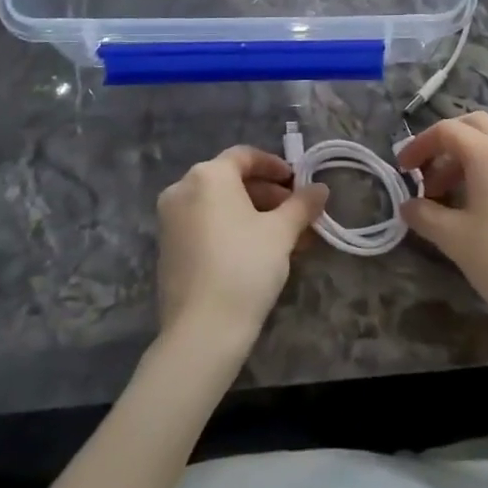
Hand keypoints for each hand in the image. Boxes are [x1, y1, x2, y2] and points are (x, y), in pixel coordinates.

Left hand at [156, 146, 328, 350]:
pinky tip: (259, 253)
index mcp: (208, 175)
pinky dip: (232, 230)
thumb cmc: (244, 267)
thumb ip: (302, 205)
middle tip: (297, 214)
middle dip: (269, 195)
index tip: (298, 183)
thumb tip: (320, 188)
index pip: (245, 156)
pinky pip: (206, 226)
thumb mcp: (281, 232)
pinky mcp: (168, 249)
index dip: (275, 166)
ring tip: (286, 239)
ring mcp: (170, 221)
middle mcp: (182, 190)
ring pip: (220, 206)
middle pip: (232, 181)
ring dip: (254, 215)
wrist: (201, 331)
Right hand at [398, 113, 487, 331]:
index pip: (447, 130)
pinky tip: (471, 204)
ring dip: (462, 158)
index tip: (402, 170)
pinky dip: (482, 169)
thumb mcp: (454, 238)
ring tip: (443, 195)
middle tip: (425, 172)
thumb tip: (408, 205)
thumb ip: (425, 215)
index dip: (419, 145)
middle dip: (443, 142)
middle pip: (472, 125)